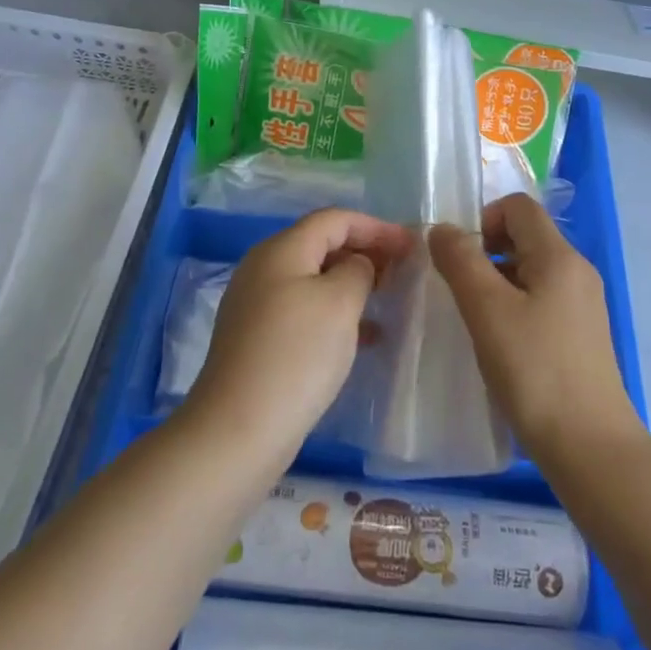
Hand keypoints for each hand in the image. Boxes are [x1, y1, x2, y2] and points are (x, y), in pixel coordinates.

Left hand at [184, 209, 413, 464]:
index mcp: (281, 250)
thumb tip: (356, 265)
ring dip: (352, 284)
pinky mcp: (257, 340)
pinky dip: (335, 314)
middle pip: (321, 245)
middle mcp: (264, 268)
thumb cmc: (297, 355)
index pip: (334, 219)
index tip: (411, 245)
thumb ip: (358, 270)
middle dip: (364, 252)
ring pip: (314, 279)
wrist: (239, 429)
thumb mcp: (340, 302)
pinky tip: (364, 338)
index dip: (375, 226)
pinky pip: (304, 310)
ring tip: (388, 300)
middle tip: (401, 270)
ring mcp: (256, 305)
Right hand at [430, 193, 642, 465]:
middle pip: (525, 236)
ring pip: (532, 270)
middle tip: (462, 292)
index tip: (460, 259)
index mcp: (559, 256)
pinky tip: (502, 345)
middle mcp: (577, 271)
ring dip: (498, 282)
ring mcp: (584, 304)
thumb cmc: (535, 371)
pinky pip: (542, 299)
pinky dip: (516, 307)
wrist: (591, 449)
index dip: (483, 219)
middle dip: (487, 252)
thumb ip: (460, 261)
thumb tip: (442, 230)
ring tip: (477, 322)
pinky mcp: (582, 335)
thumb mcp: (487, 310)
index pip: (518, 206)